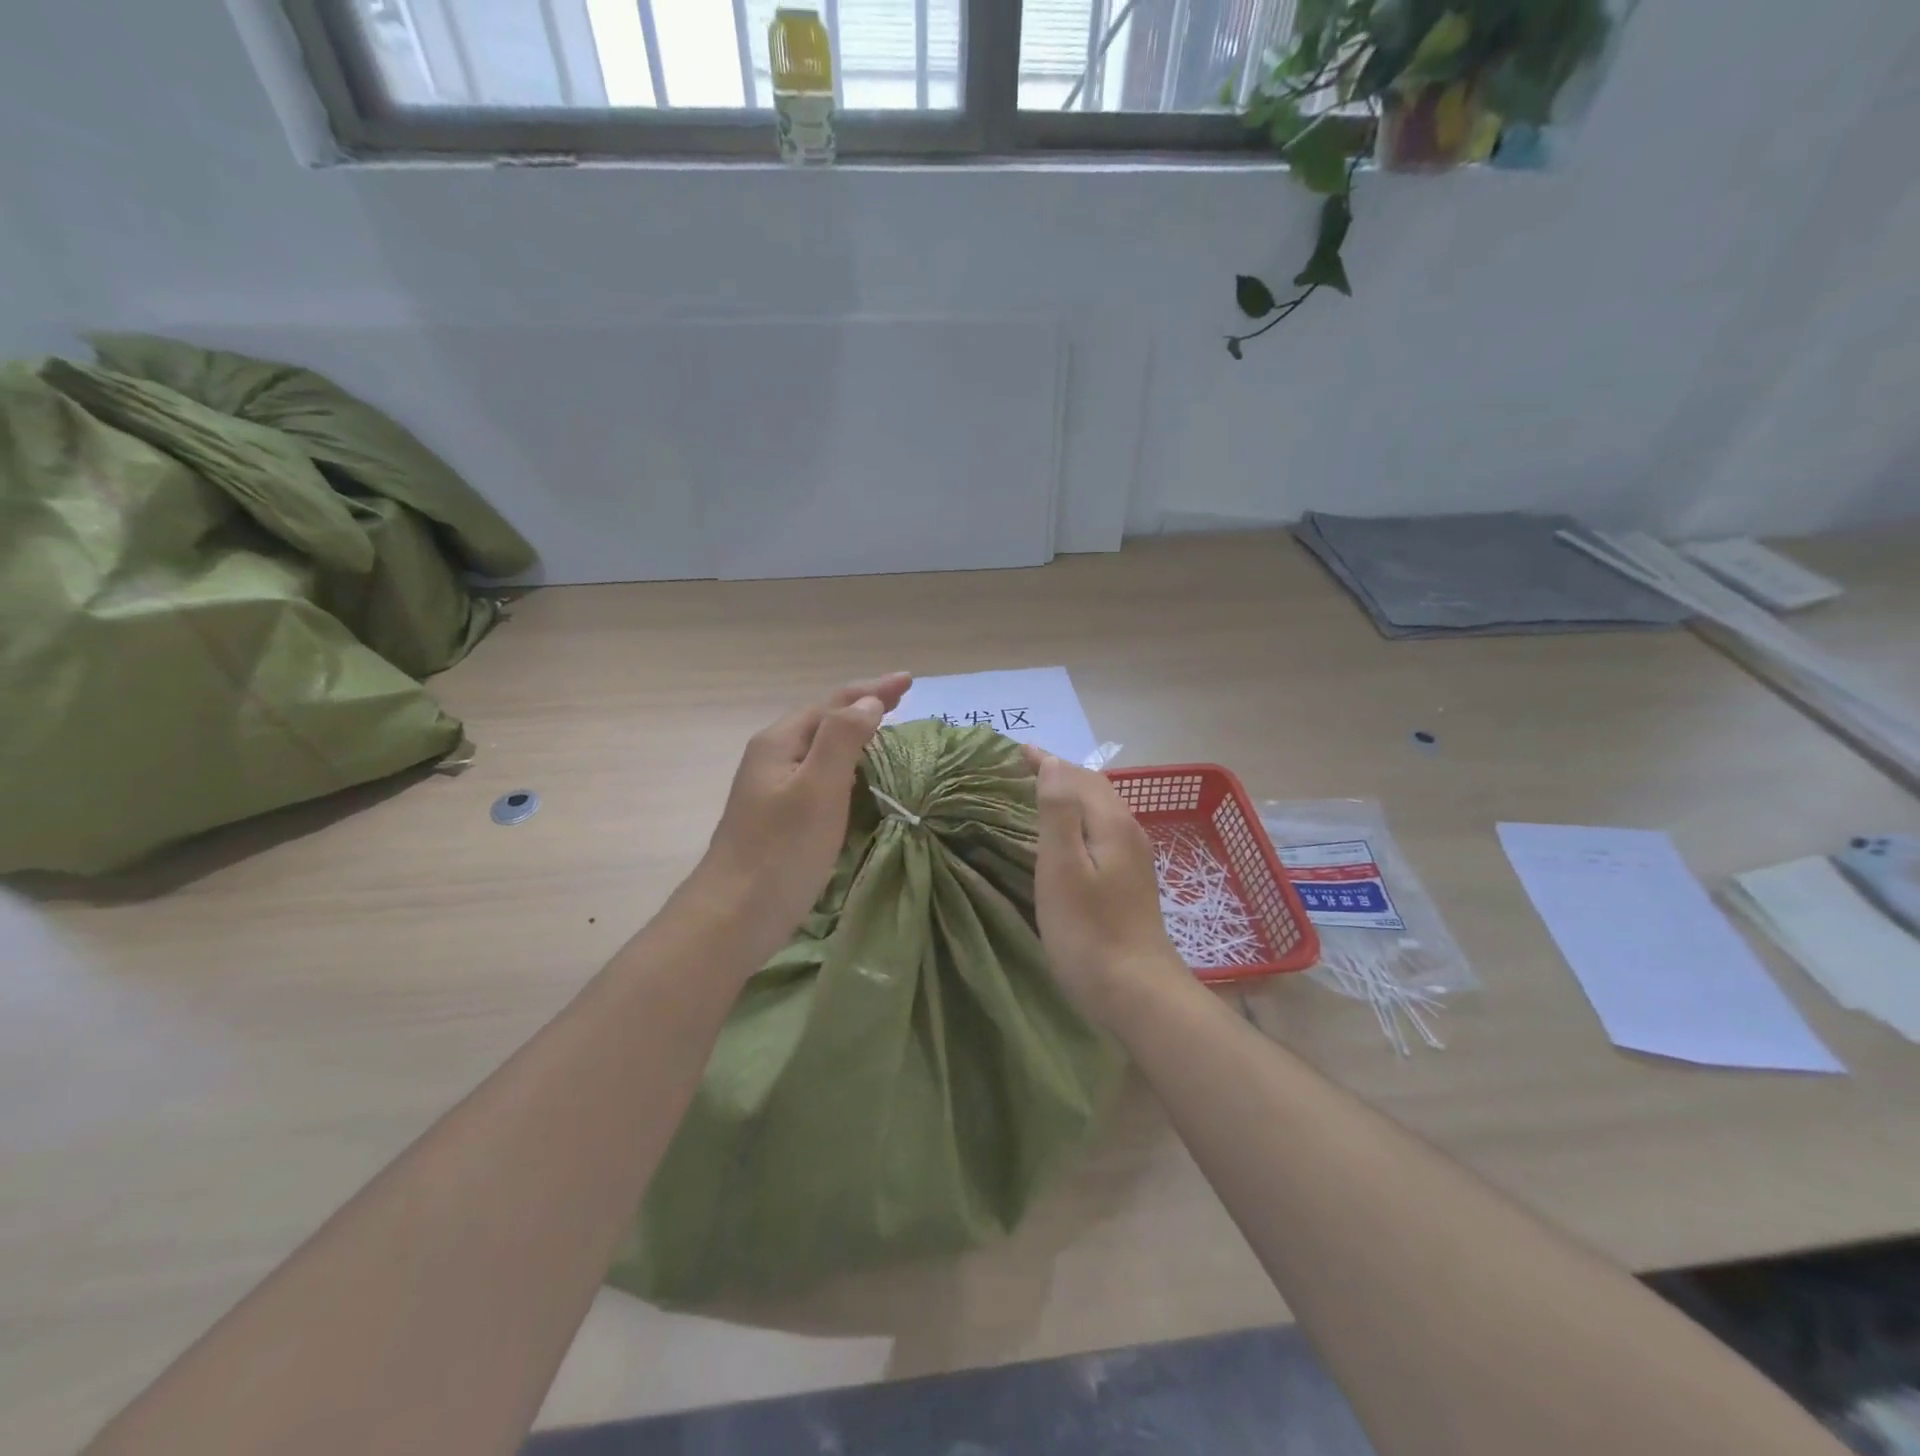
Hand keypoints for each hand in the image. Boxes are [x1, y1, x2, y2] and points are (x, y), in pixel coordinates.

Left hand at [694, 673, 912, 957]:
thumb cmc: (780, 851)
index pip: (833, 703)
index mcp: (780, 742)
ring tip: (886, 729)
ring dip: (854, 733)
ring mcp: (773, 787)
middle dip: (863, 705)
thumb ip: (842, 739)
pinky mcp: (779, 816)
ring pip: (820, 747)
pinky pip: (819, 774)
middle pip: (824, 719)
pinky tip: (858, 777)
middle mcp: (773, 757)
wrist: (733, 916)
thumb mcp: (817, 788)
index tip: (909, 680)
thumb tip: (868, 701)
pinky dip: (846, 764)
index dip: (872, 689)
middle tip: (903, 699)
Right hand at [1024, 748, 1190, 1031]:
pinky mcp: (1131, 880)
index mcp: (1111, 823)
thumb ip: (1058, 813)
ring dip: (1072, 794)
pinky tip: (1068, 835)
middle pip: (1094, 788)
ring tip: (1042, 793)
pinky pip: (1103, 830)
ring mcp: (1134, 857)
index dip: (1048, 761)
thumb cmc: (1088, 930)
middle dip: (1061, 772)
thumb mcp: (1061, 868)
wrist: (1136, 990)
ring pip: (1101, 809)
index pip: (1078, 775)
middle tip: (1024, 768)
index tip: (1018, 750)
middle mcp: (1128, 831)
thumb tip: (1053, 764)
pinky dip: (1081, 818)